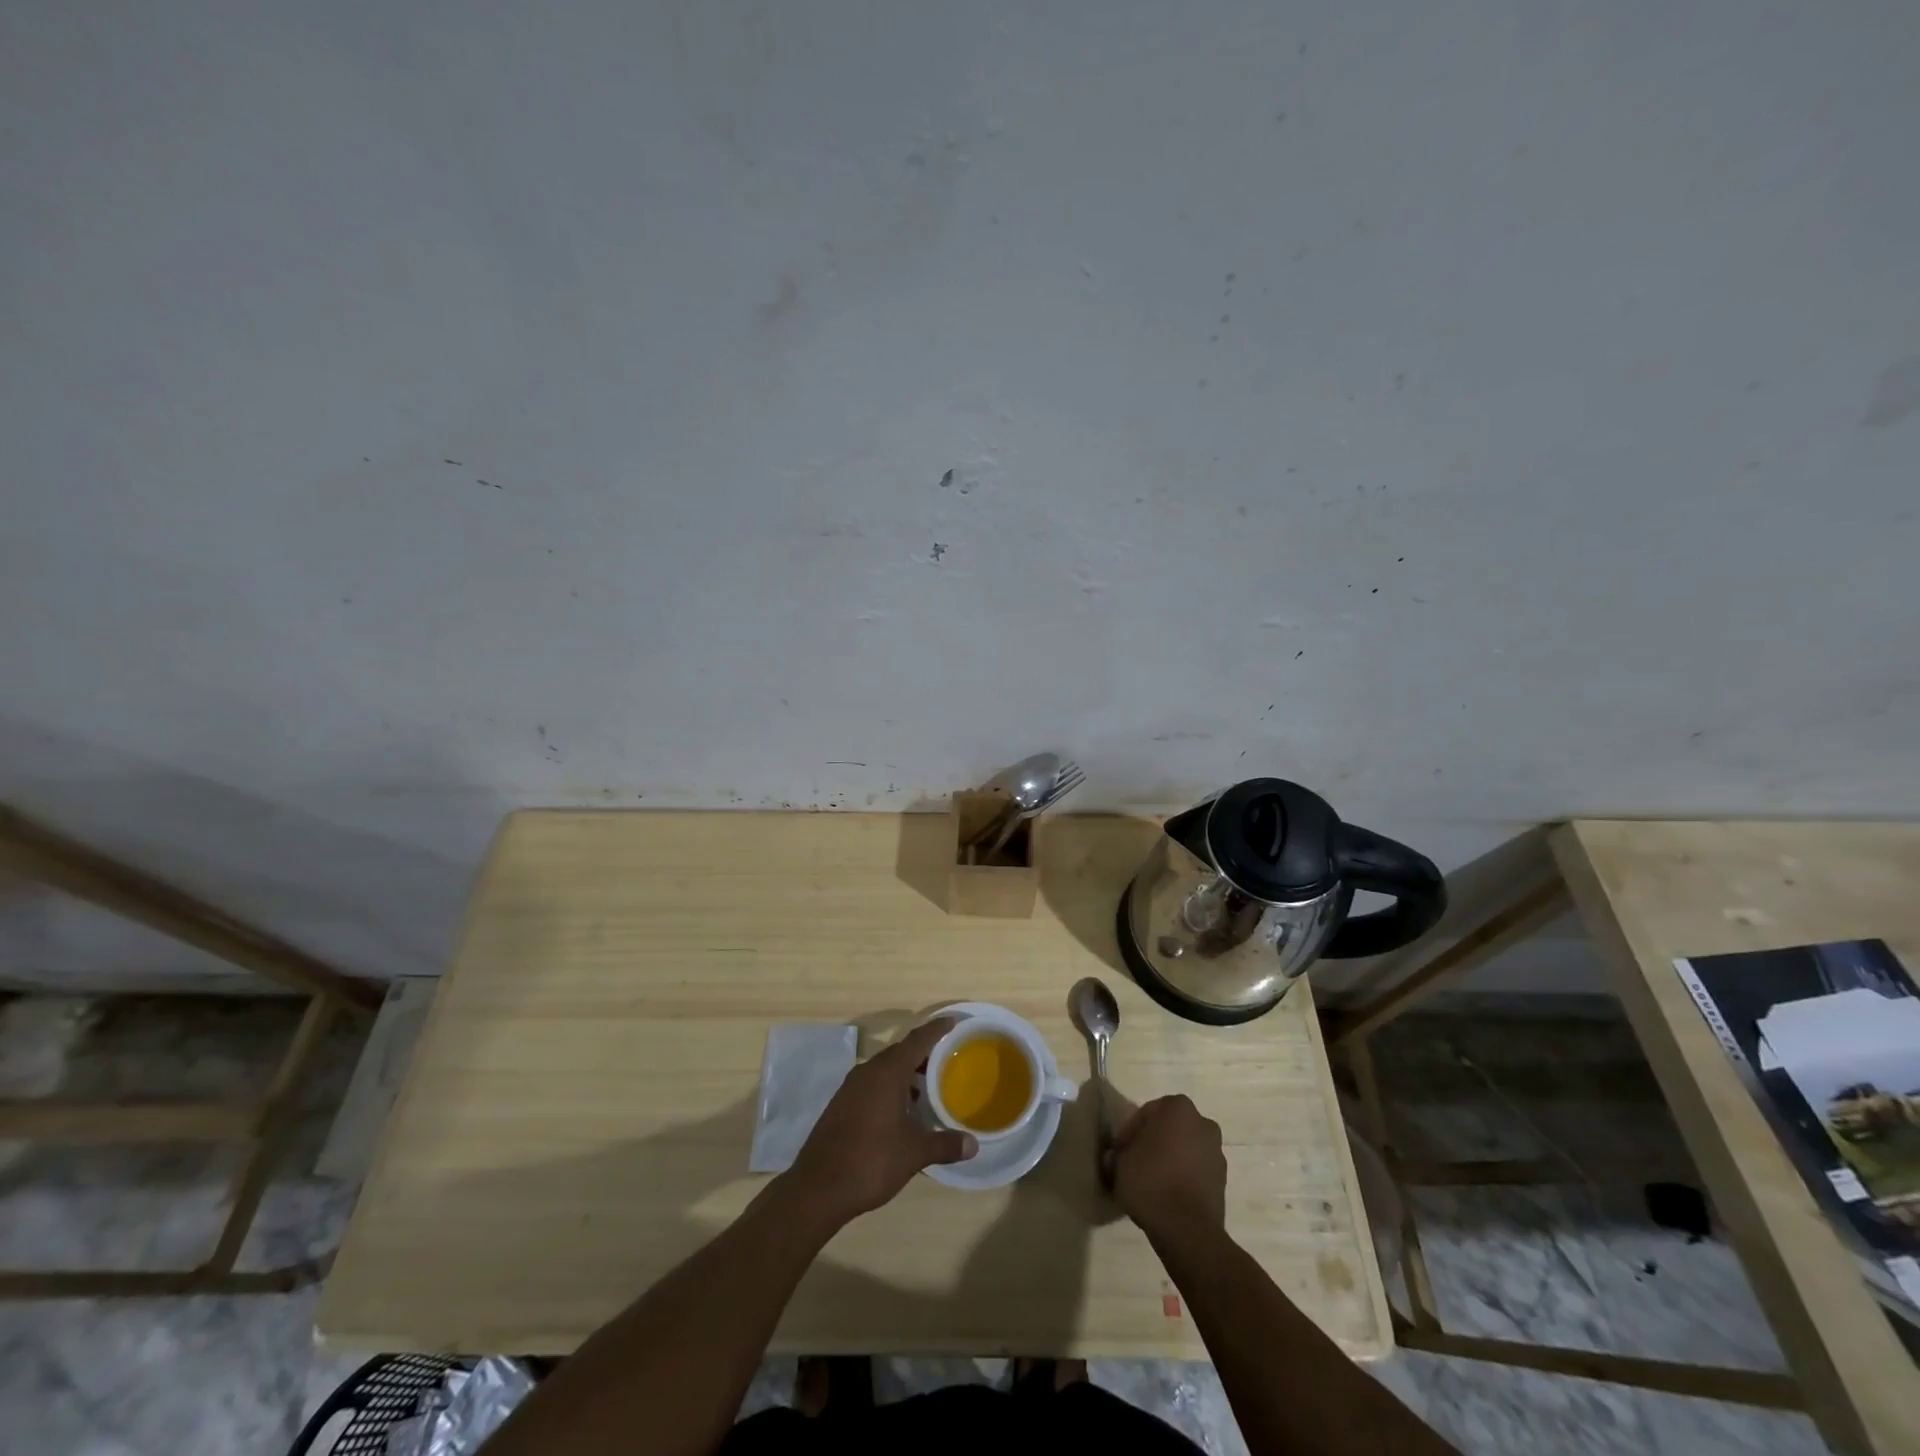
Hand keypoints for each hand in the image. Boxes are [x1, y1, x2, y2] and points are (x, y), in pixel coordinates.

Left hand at [782, 1017, 976, 1227]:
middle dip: (923, 1053)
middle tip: (947, 1059)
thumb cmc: (871, 1161)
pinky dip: (890, 1087)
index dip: (936, 1030)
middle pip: (900, 1052)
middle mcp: (868, 1071)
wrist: (818, 1187)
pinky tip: (901, 1109)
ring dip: (905, 1072)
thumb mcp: (914, 1153)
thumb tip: (973, 1145)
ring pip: (884, 1069)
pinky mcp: (841, 1104)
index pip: (917, 1040)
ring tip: (927, 1086)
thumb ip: (944, 1144)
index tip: (953, 1021)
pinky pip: (872, 1084)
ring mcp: (851, 1087)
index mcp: (887, 1072)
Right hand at [1111, 1094, 1227, 1243]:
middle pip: (1169, 1129)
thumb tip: (1118, 1158)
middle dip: (1153, 1143)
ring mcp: (1216, 1153)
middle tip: (1134, 1163)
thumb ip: (1118, 1154)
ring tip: (1150, 1183)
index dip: (1129, 1133)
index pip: (1146, 1114)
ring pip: (1184, 1150)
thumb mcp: (1120, 1164)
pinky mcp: (1222, 1181)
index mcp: (1178, 1108)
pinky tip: (1166, 1195)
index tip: (1119, 1152)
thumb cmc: (1150, 1182)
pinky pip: (1195, 1171)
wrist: (1187, 1230)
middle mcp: (1202, 1123)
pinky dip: (1182, 1177)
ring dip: (1169, 1160)